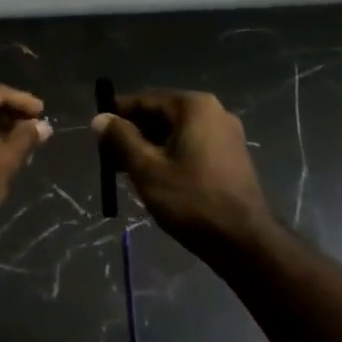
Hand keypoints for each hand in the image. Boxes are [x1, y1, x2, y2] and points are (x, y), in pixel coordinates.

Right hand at [92, 90, 276, 264]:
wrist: (245, 241)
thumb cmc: (191, 200)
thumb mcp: (146, 169)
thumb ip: (120, 139)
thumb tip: (100, 118)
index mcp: (193, 106)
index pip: (145, 100)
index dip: (117, 115)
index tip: (97, 133)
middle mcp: (214, 111)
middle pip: (161, 114)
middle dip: (133, 134)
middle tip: (109, 158)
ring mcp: (227, 134)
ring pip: (176, 132)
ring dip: (150, 147)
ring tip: (128, 172)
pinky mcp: (232, 156)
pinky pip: (192, 145)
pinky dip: (171, 155)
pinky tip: (156, 178)